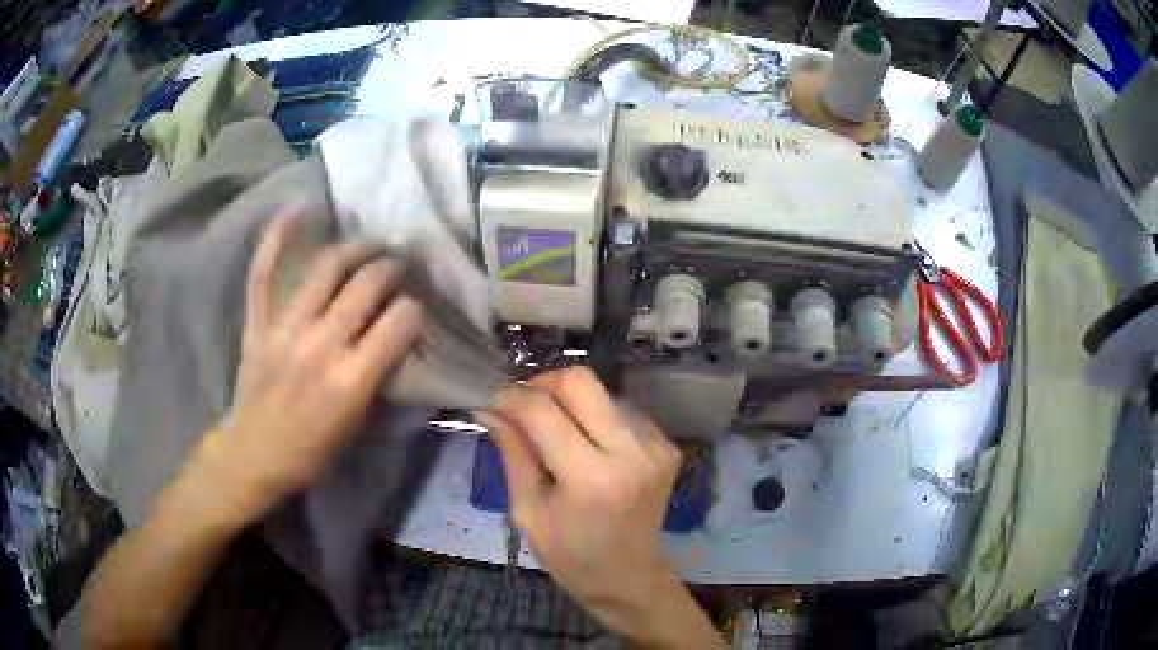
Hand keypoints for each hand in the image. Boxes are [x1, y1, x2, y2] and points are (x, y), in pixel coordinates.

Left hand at [198, 207, 424, 521]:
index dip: (414, 308)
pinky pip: (264, 273)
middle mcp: (320, 347)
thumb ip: (380, 379)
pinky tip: (298, 208)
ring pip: (326, 268)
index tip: (415, 308)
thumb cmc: (312, 451)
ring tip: (369, 246)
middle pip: (367, 284)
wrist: (254, 456)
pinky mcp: (257, 324)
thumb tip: (398, 338)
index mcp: (351, 381)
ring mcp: (283, 330)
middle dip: (392, 268)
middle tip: (399, 266)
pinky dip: (277, 238)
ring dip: (355, 249)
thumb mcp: (359, 427)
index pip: (399, 321)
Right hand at [480, 368, 692, 640]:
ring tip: (554, 433)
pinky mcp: (667, 445)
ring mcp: (655, 446)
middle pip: (581, 381)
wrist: (629, 577)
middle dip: (544, 385)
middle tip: (523, 408)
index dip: (511, 398)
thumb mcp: (528, 511)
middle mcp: (631, 452)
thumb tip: (488, 409)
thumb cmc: (570, 555)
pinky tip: (587, 446)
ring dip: (570, 403)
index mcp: (591, 479)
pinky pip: (621, 409)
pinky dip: (595, 418)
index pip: (543, 411)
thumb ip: (513, 453)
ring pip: (602, 391)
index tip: (494, 404)